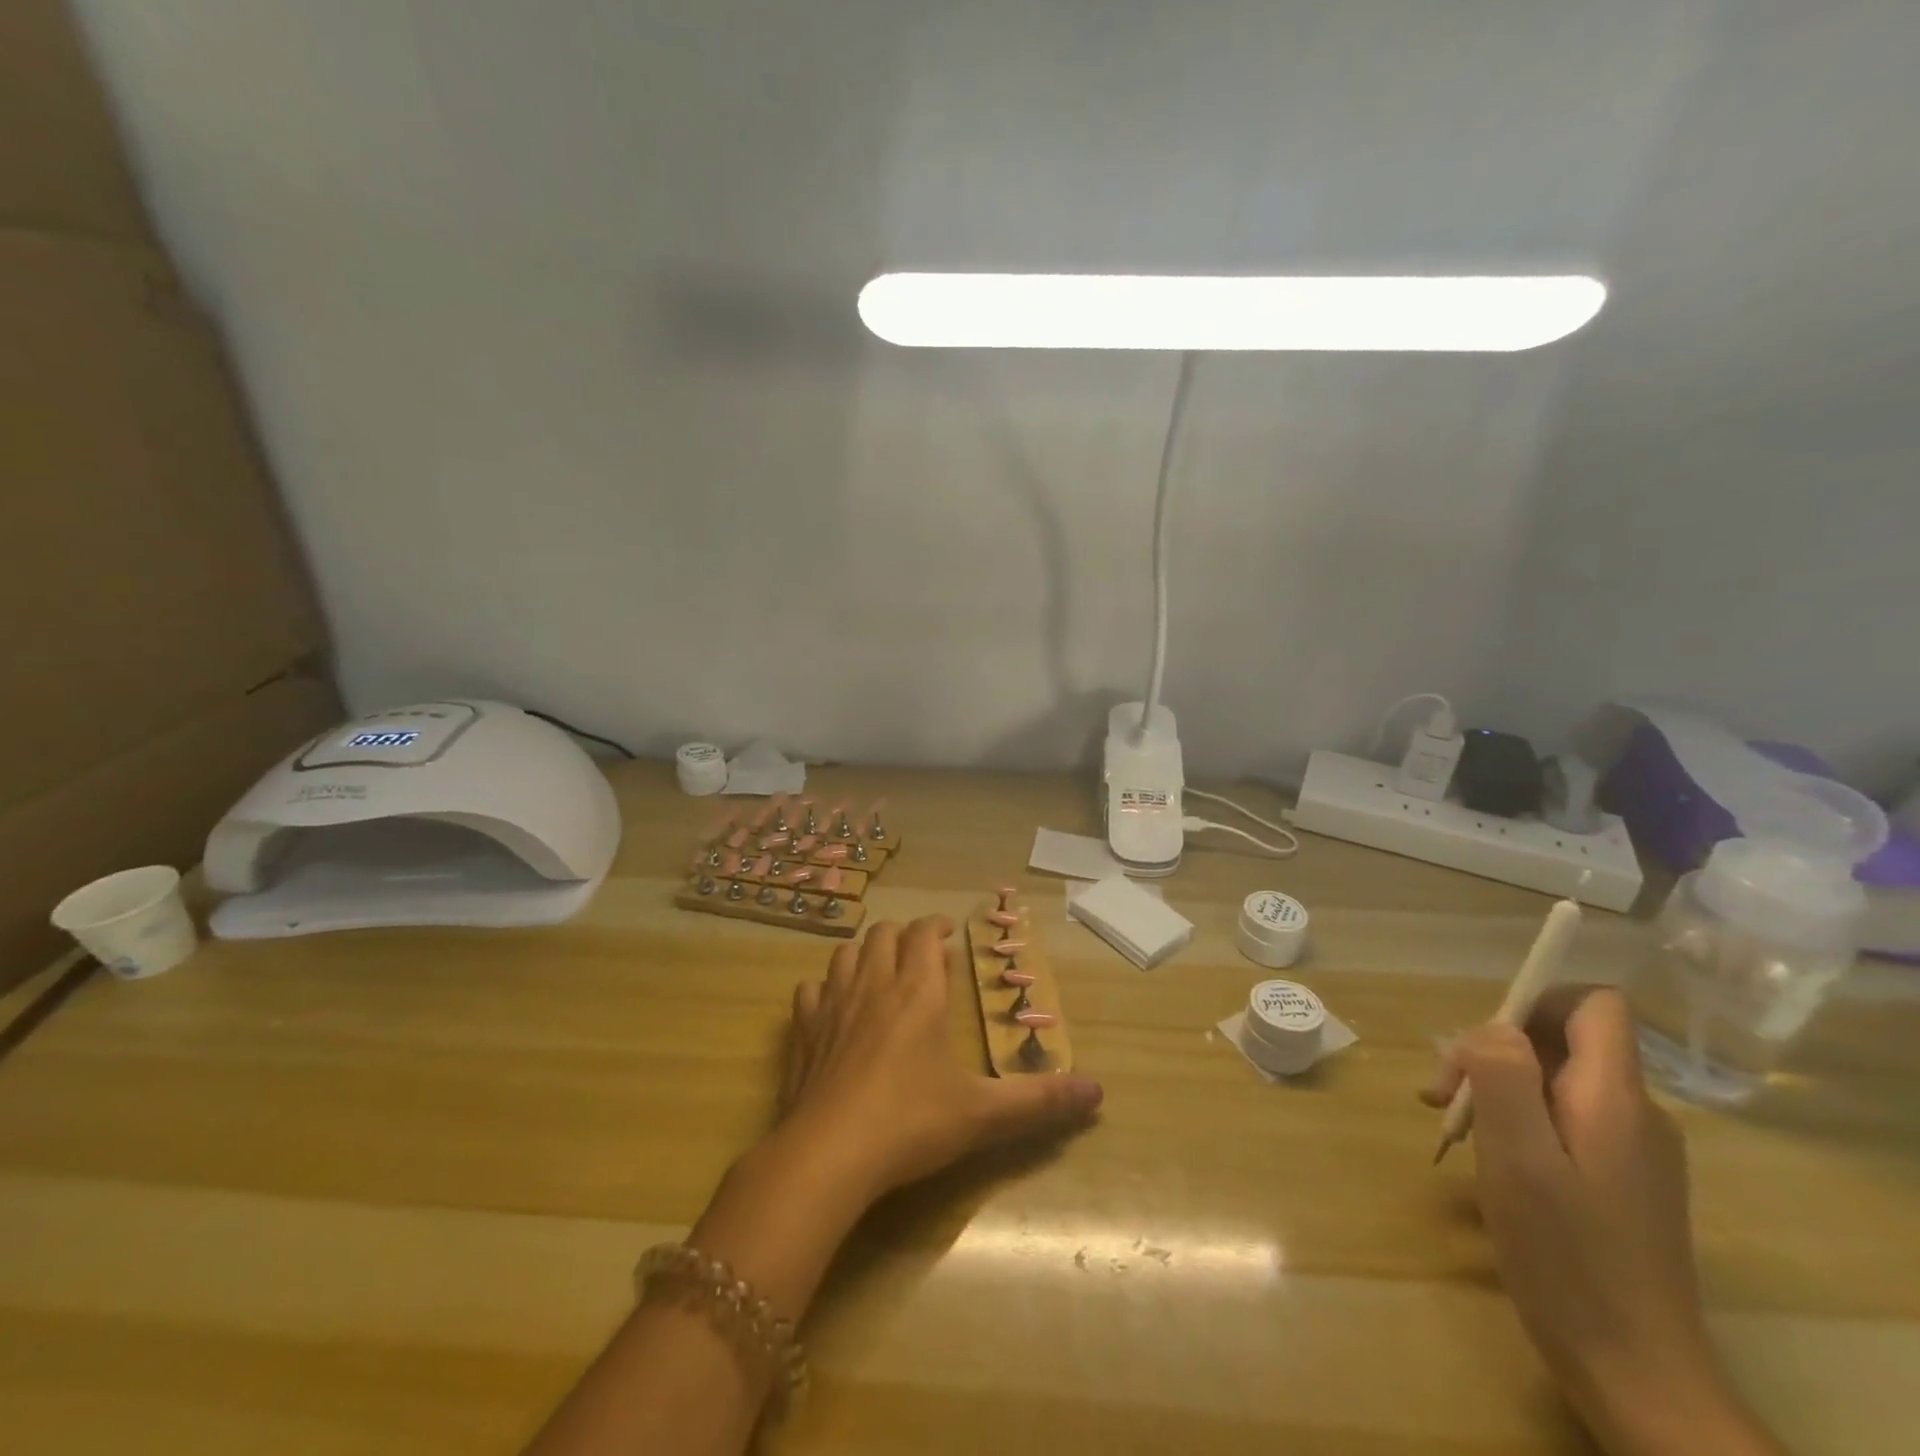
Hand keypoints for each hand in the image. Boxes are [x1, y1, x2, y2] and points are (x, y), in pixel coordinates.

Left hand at [778, 915, 1102, 1202]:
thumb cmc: (910, 1124)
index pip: (924, 935)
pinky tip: (831, 1007)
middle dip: (902, 935)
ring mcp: (832, 1006)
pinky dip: (823, 989)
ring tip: (878, 971)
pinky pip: (809, 991)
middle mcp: (874, 986)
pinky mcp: (801, 1033)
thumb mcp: (982, 1114)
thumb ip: (1039, 1101)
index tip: (948, 931)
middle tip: (919, 953)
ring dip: (863, 953)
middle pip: (883, 934)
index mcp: (917, 993)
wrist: (827, 1156)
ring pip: (844, 954)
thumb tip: (1097, 1093)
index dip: (936, 925)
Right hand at [1425, 987, 1779, 1455]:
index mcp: (1616, 1099)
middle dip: (1494, 1053)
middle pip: (1562, 1042)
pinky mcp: (1619, 1181)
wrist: (1634, 1372)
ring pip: (1555, 1082)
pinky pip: (1563, 1121)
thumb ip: (1505, 1076)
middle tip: (1444, 1099)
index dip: (1535, 999)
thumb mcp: (1518, 1157)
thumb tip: (1495, 1029)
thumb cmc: (1566, 1255)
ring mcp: (1631, 1151)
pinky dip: (1517, 1122)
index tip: (1483, 1041)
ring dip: (1497, 1089)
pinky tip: (1488, 1159)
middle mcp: (1634, 1115)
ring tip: (1455, 1129)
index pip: (1595, 1004)